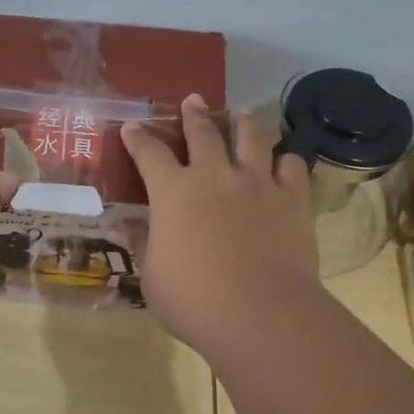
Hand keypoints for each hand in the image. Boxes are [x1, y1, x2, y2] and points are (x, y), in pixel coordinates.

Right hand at [120, 95, 320, 356]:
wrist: (261, 313)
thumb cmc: (194, 299)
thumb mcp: (153, 276)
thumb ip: (141, 243)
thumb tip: (120, 225)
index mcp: (173, 192)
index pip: (150, 153)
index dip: (139, 139)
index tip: (132, 128)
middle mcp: (215, 175)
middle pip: (203, 133)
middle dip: (194, 114)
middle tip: (193, 100)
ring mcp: (258, 183)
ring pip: (252, 138)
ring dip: (243, 122)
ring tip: (241, 113)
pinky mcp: (293, 199)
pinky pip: (292, 166)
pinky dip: (285, 159)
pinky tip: (283, 160)